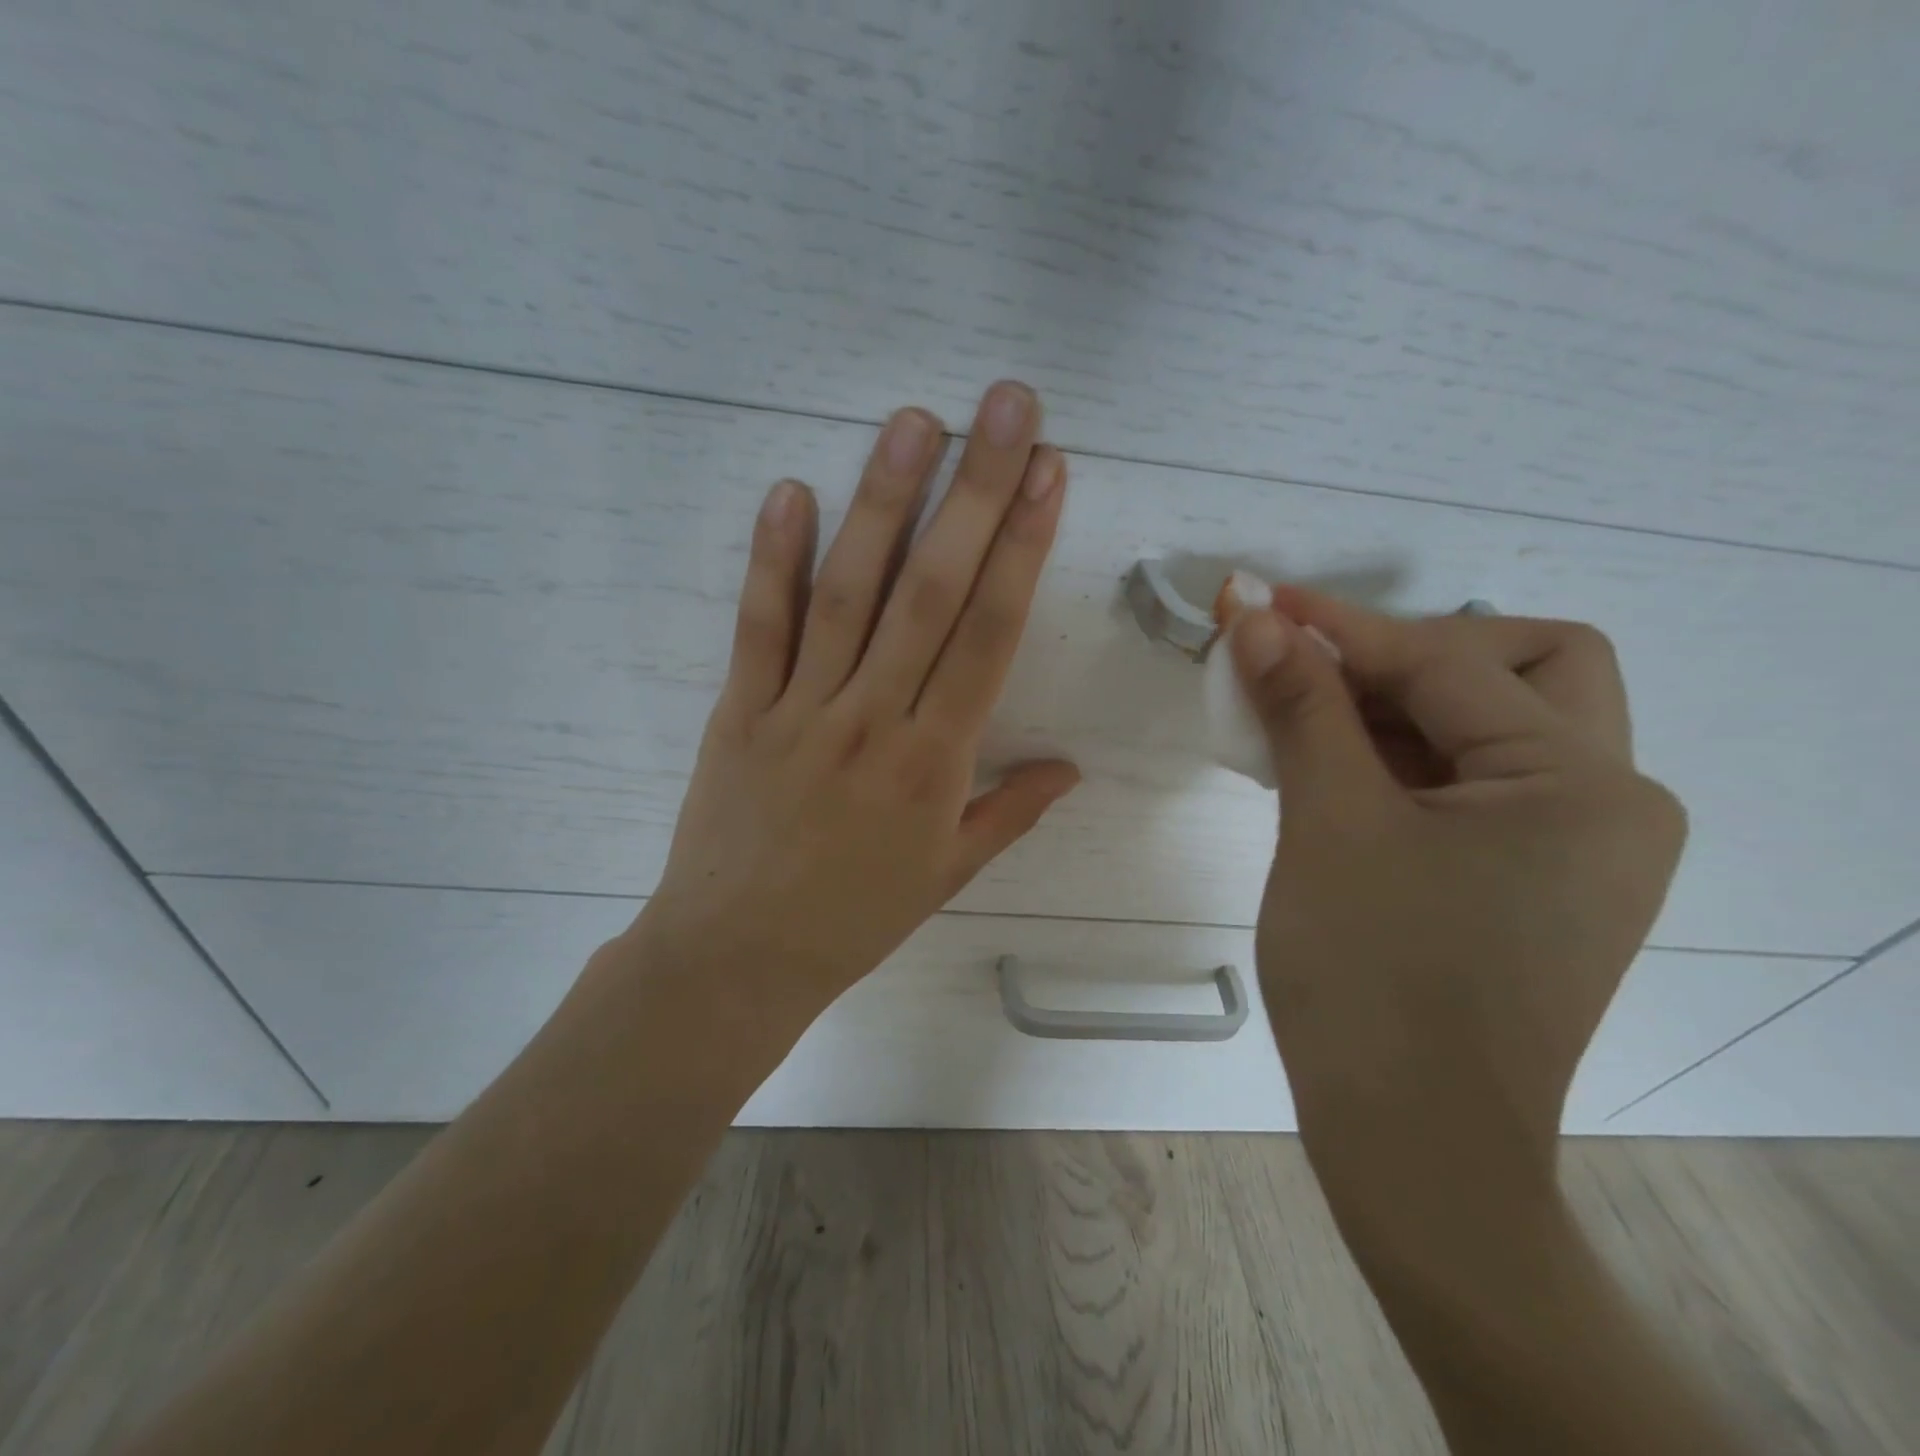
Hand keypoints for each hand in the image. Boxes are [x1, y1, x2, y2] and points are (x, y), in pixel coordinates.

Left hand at [633, 382, 1077, 1026]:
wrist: (738, 958)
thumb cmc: (854, 919)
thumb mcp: (947, 875)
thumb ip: (1010, 812)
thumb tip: (1071, 768)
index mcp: (936, 762)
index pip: (990, 634)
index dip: (1024, 549)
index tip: (1050, 476)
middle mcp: (874, 720)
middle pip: (932, 592)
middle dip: (976, 493)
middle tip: (1005, 409)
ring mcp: (801, 710)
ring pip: (849, 593)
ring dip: (883, 502)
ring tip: (913, 421)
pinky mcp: (739, 711)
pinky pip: (759, 627)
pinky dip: (773, 560)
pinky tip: (790, 491)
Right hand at [1229, 589, 1686, 1193]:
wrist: (1411, 1146)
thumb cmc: (1373, 980)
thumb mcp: (1328, 825)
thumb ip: (1301, 707)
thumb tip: (1256, 620)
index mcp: (1582, 786)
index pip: (1448, 664)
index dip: (1342, 627)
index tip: (1261, 602)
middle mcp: (1608, 804)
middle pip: (1524, 670)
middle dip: (1416, 653)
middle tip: (1323, 669)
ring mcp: (1577, 848)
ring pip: (1492, 728)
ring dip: (1395, 707)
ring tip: (1304, 718)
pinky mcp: (1534, 881)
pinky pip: (1472, 784)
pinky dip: (1402, 759)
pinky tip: (1333, 770)